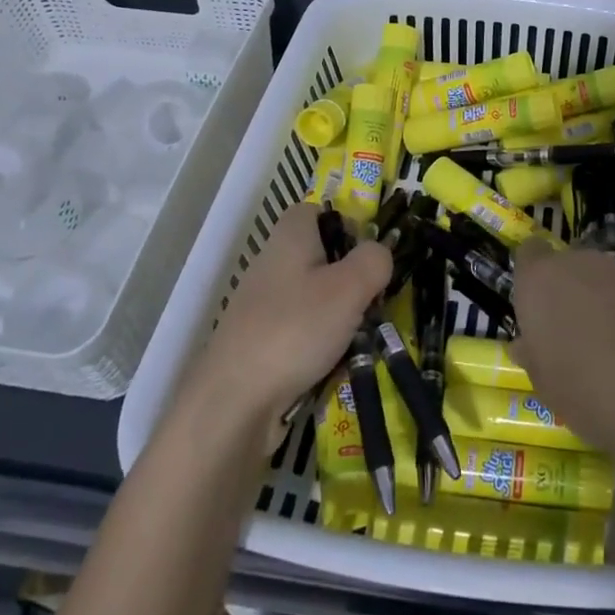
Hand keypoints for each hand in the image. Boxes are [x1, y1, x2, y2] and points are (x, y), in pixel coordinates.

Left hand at [191, 204, 390, 433]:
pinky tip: (334, 364)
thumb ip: (375, 260)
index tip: (370, 252)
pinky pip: (303, 331)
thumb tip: (380, 253)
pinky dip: (322, 344)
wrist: (234, 403)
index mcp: (290, 238)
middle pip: (321, 257)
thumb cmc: (295, 329)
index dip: (346, 224)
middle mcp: (273, 264)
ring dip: (342, 316)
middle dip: (352, 278)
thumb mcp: (350, 287)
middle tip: (374, 300)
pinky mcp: (261, 342)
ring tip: (360, 338)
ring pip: (316, 297)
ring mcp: (264, 305)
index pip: (316, 211)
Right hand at [508, 243, 614, 471]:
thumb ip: (534, 355)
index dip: (532, 278)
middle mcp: (581, 264)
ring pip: (603, 281)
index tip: (537, 311)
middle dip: (568, 295)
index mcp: (542, 281)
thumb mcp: (546, 387)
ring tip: (614, 352)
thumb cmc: (591, 396)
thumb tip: (528, 344)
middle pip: (568, 267)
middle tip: (573, 339)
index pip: (528, 253)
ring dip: (602, 305)